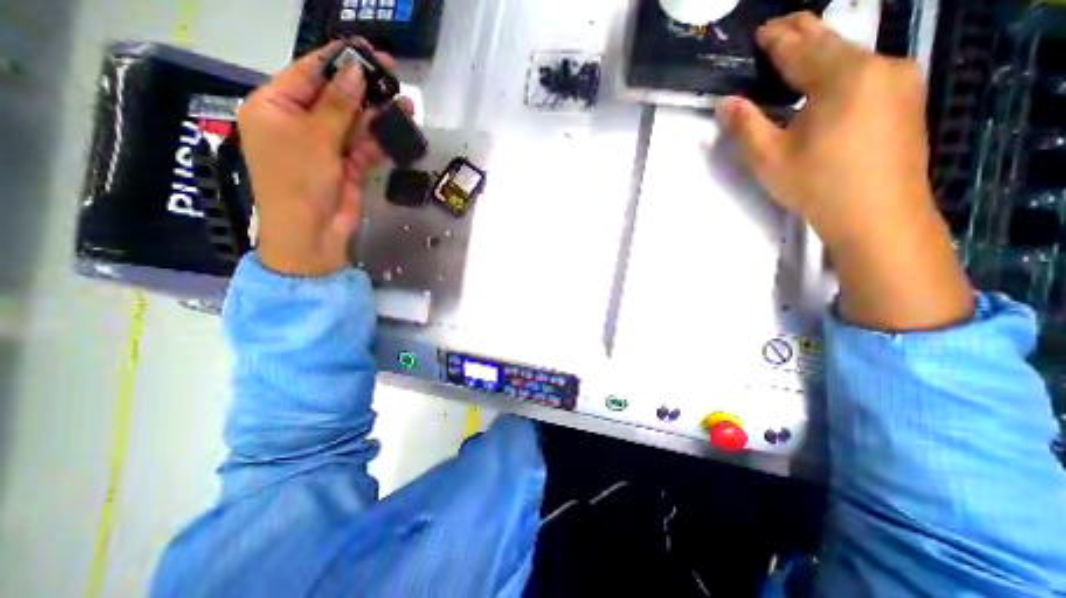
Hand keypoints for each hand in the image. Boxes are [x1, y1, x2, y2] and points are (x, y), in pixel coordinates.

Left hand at [238, 40, 401, 277]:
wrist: (313, 232)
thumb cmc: (299, 180)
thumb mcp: (315, 137)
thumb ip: (338, 104)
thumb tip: (356, 72)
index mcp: (275, 108)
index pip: (308, 74)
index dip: (338, 61)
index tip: (367, 52)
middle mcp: (300, 124)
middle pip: (335, 98)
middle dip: (363, 89)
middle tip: (393, 75)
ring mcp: (326, 147)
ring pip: (355, 123)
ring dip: (378, 115)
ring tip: (404, 103)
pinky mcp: (348, 167)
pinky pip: (365, 146)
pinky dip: (380, 139)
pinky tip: (398, 128)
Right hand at [716, 13, 971, 330]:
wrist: (877, 213)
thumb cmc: (816, 185)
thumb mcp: (769, 158)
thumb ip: (745, 126)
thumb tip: (726, 102)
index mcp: (842, 78)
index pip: (802, 48)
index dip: (778, 39)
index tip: (761, 30)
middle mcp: (878, 66)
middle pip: (832, 43)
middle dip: (802, 34)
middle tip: (778, 28)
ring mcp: (899, 80)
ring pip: (851, 57)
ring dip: (820, 53)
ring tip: (797, 51)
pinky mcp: (905, 99)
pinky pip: (865, 73)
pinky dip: (838, 70)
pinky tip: (825, 81)